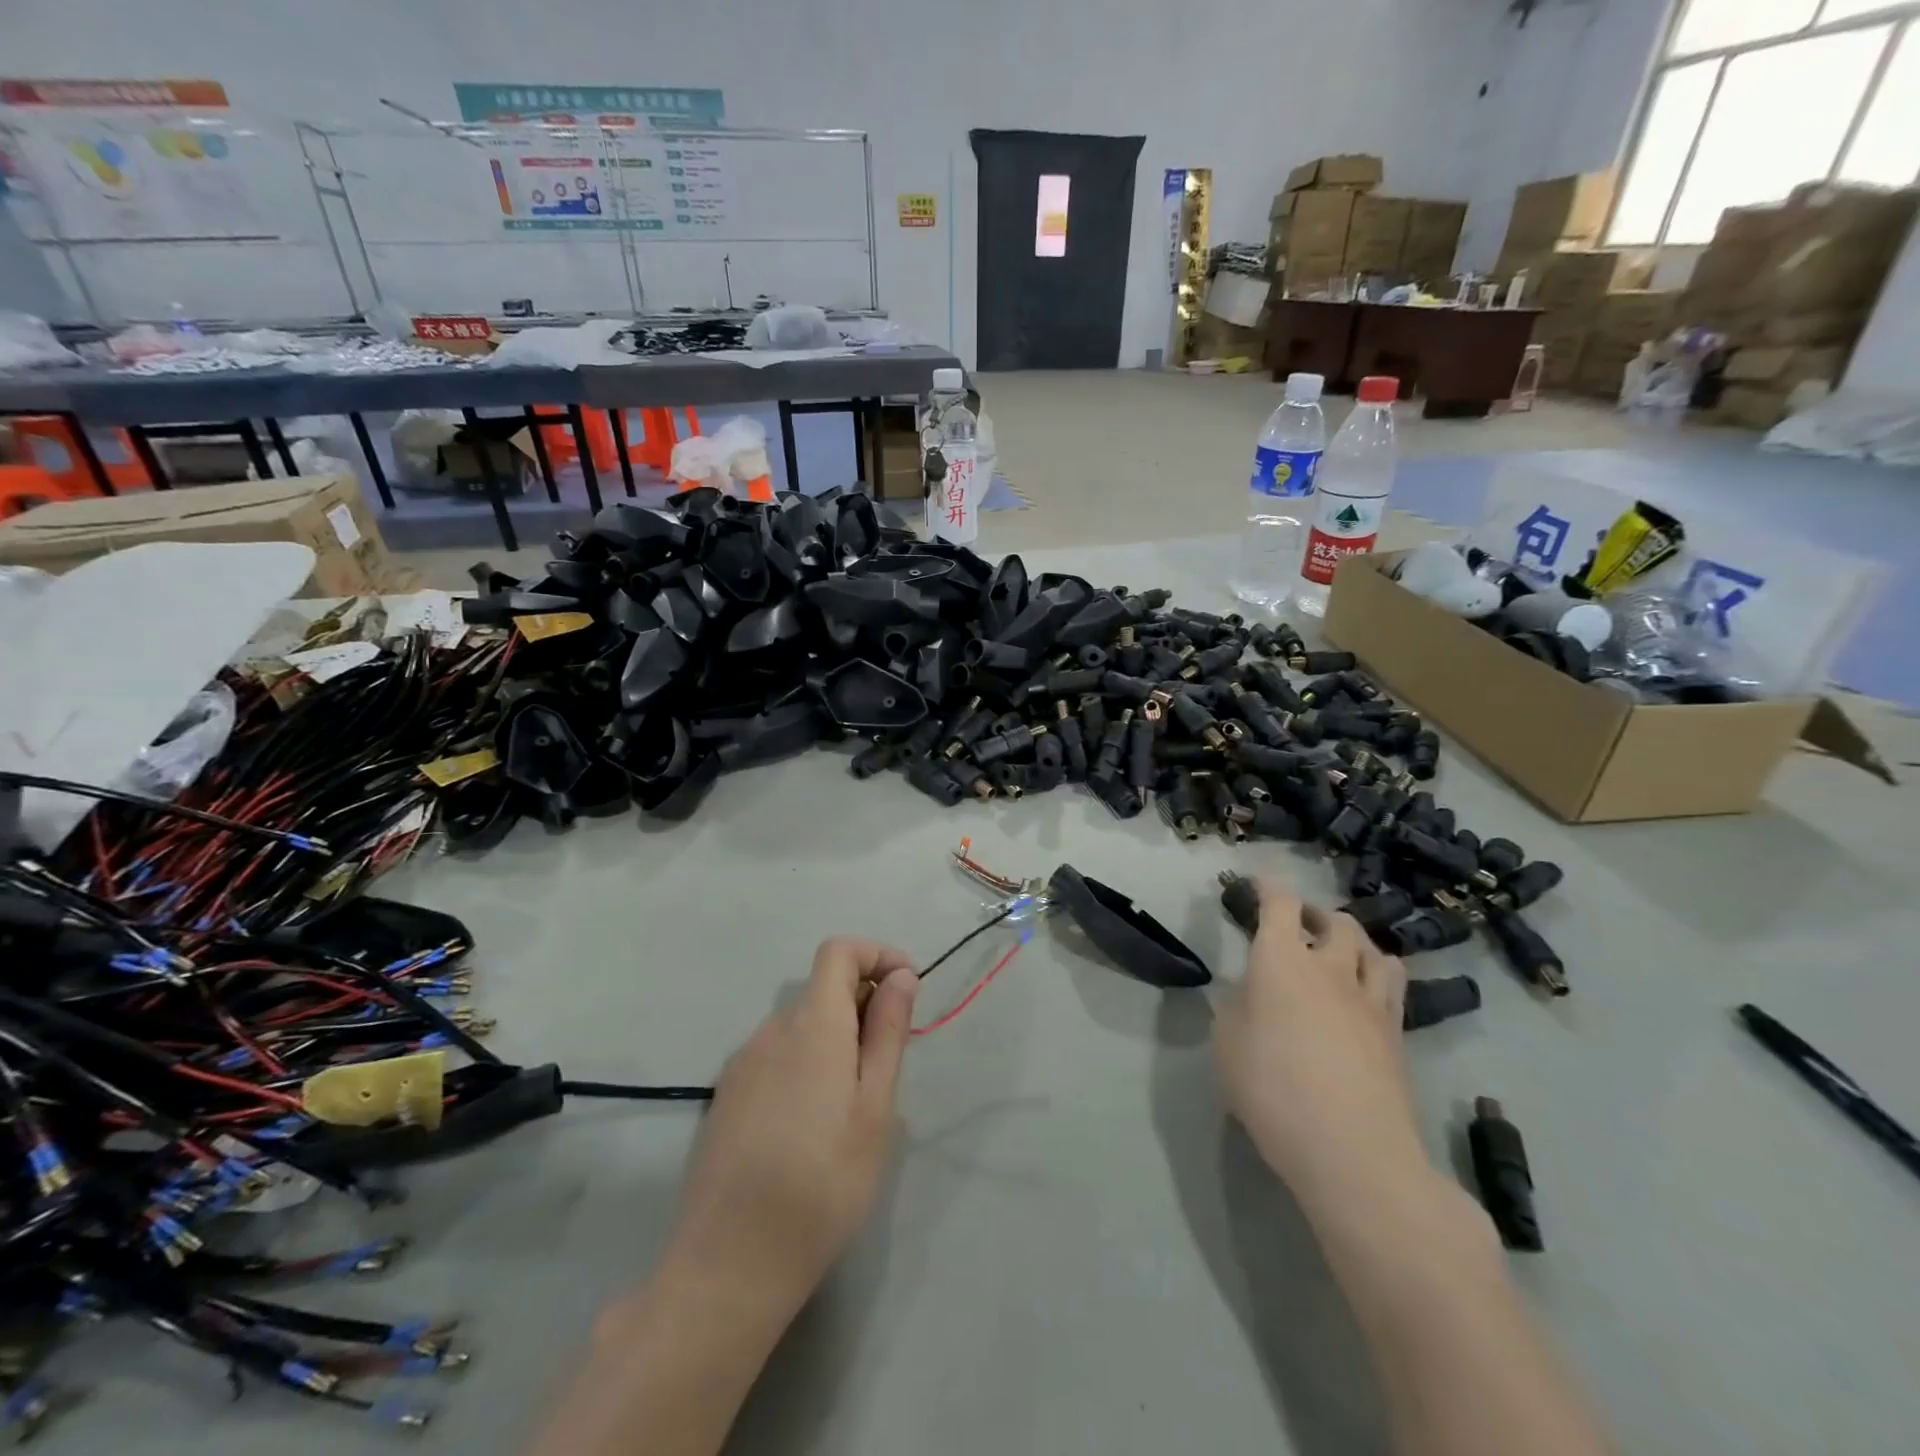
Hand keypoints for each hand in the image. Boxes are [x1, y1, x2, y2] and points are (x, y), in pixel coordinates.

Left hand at [664, 937, 918, 1316]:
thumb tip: (900, 976)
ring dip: (836, 1039)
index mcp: (812, 1023)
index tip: (908, 989)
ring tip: (854, 1105)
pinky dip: (806, 1063)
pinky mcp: (727, 1095)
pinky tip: (812, 1125)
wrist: (729, 1262)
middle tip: (889, 1063)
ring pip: (801, 1025)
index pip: (839, 951)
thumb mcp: (874, 1107)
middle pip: (822, 988)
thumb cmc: (822, 1182)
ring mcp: (743, 1062)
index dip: (878, 955)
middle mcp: (771, 1029)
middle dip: (864, 1005)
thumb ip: (888, 1031)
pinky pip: (777, 1055)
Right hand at [1215, 881, 1428, 1210]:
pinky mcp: (1398, 1035)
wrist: (1353, 1151)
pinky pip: (1392, 988)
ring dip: (1355, 943)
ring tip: (1342, 955)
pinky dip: (1377, 978)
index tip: (1259, 884)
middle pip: (1336, 921)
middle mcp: (1329, 968)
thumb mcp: (1227, 1045)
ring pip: (1375, 951)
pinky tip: (1366, 997)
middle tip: (1300, 925)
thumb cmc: (1273, 1090)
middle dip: (1316, 914)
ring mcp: (1370, 1001)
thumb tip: (1252, 994)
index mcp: (1281, 961)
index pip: (1280, 903)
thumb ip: (1237, 1008)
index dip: (1269, 887)